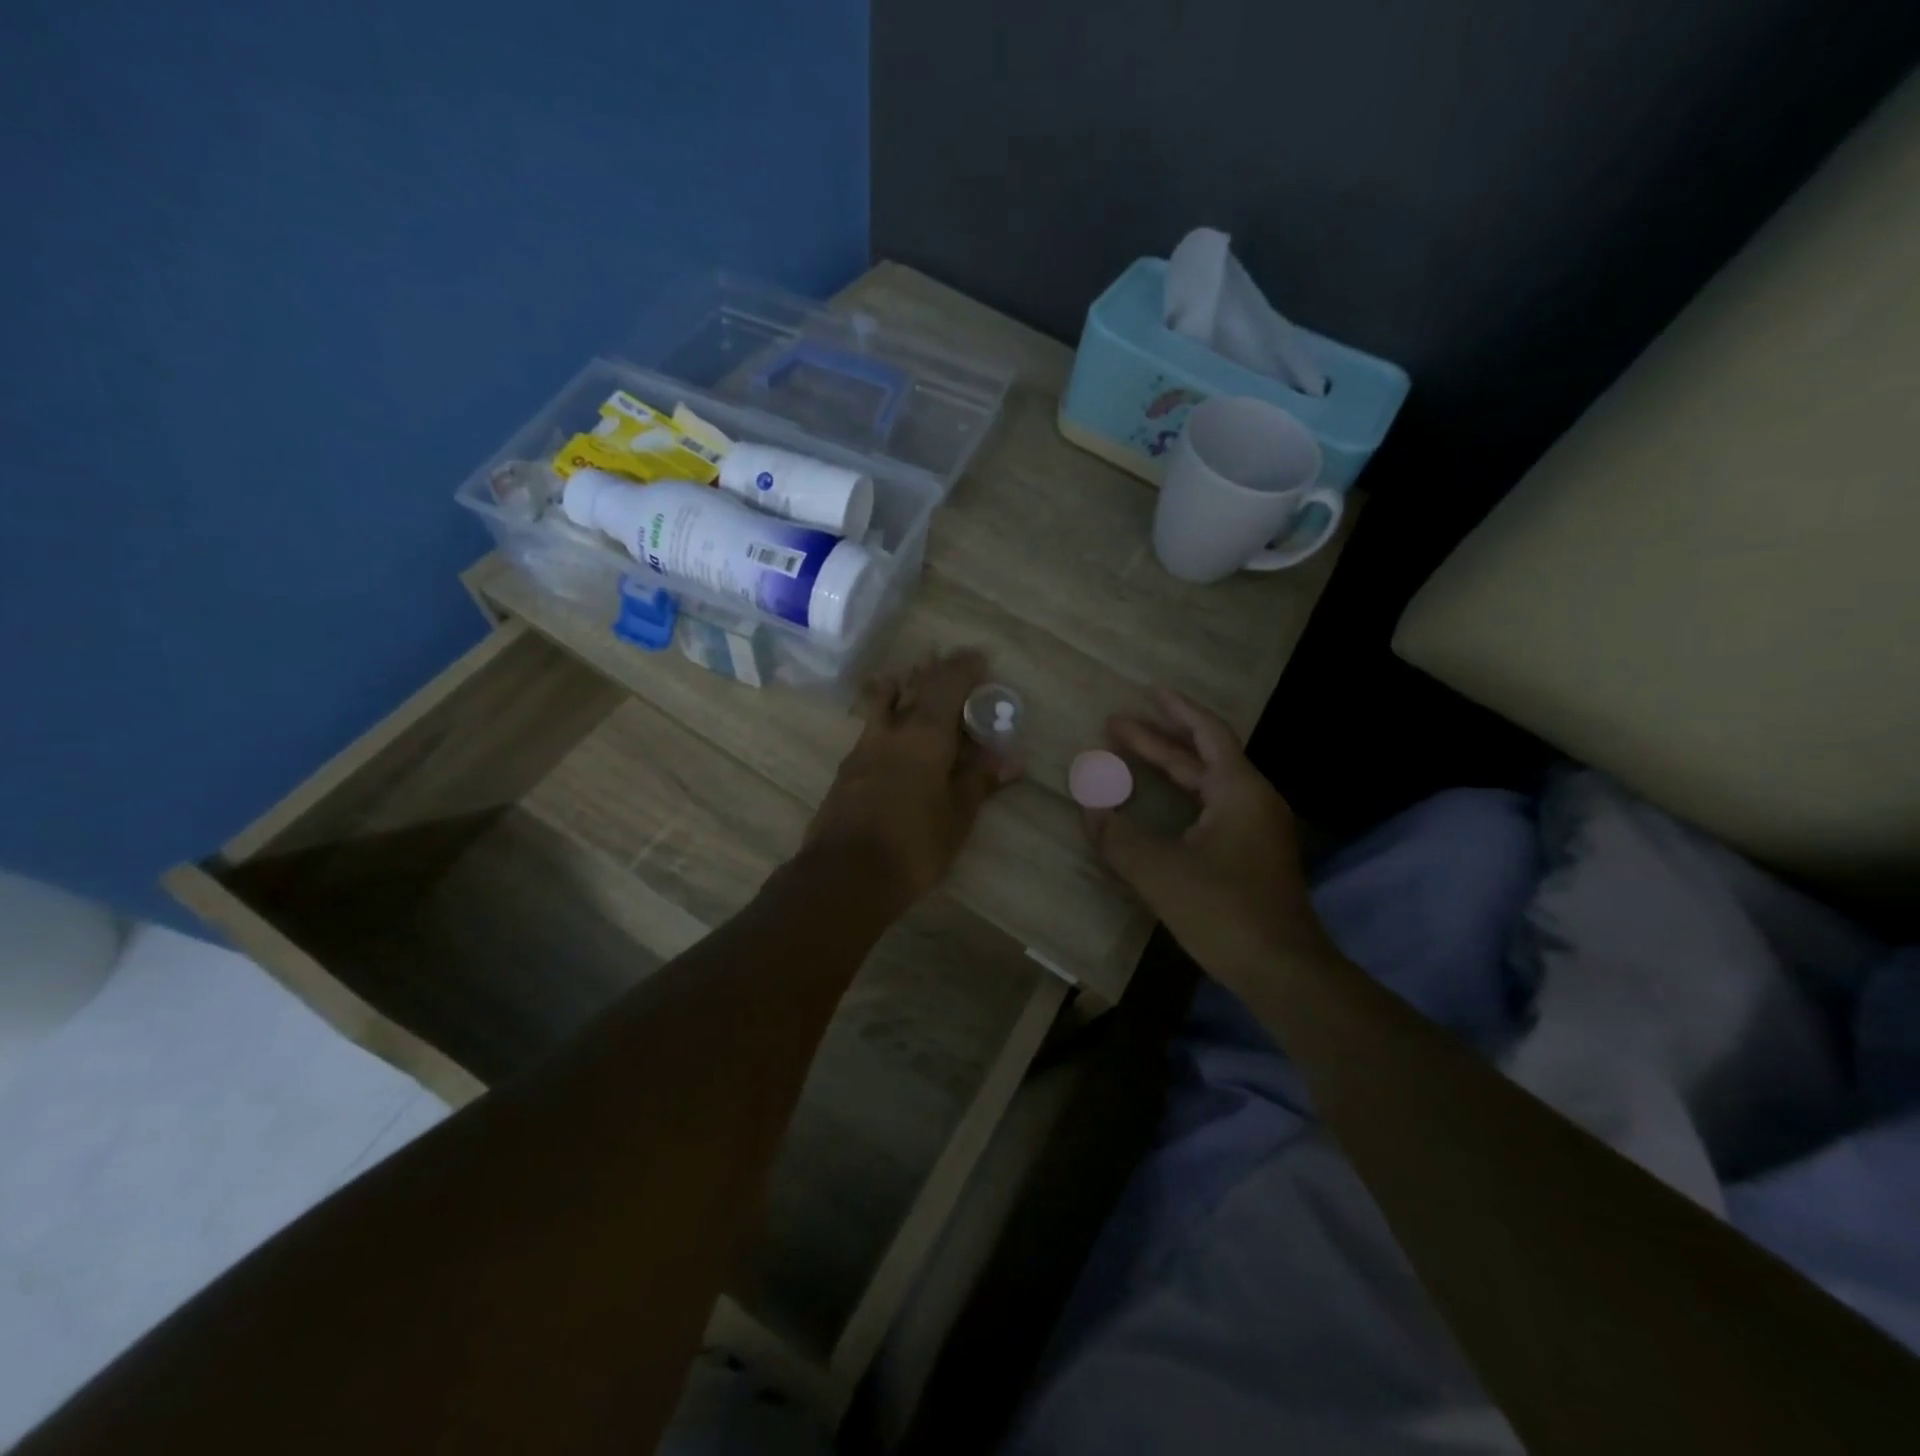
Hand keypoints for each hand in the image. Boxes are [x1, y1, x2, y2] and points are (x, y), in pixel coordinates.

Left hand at [807, 649, 1020, 908]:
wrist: (846, 874)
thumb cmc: (914, 844)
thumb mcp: (957, 815)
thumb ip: (980, 780)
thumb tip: (1012, 759)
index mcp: (925, 734)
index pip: (948, 684)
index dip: (965, 667)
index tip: (980, 658)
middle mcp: (892, 730)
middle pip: (913, 686)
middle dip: (934, 670)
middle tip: (950, 662)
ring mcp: (864, 747)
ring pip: (883, 701)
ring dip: (902, 686)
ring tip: (913, 681)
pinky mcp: (848, 768)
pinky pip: (871, 725)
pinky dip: (886, 714)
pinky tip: (891, 728)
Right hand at [1083, 689, 1329, 987]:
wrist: (1283, 970)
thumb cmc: (1223, 910)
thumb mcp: (1158, 871)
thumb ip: (1117, 837)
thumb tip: (1089, 808)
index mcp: (1239, 791)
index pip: (1208, 734)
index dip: (1177, 710)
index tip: (1149, 691)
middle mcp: (1254, 801)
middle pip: (1204, 756)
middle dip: (1159, 739)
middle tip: (1116, 725)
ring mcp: (1257, 830)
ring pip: (1209, 784)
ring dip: (1171, 768)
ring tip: (1132, 756)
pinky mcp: (1254, 855)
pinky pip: (1213, 808)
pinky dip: (1183, 796)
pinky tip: (1162, 807)